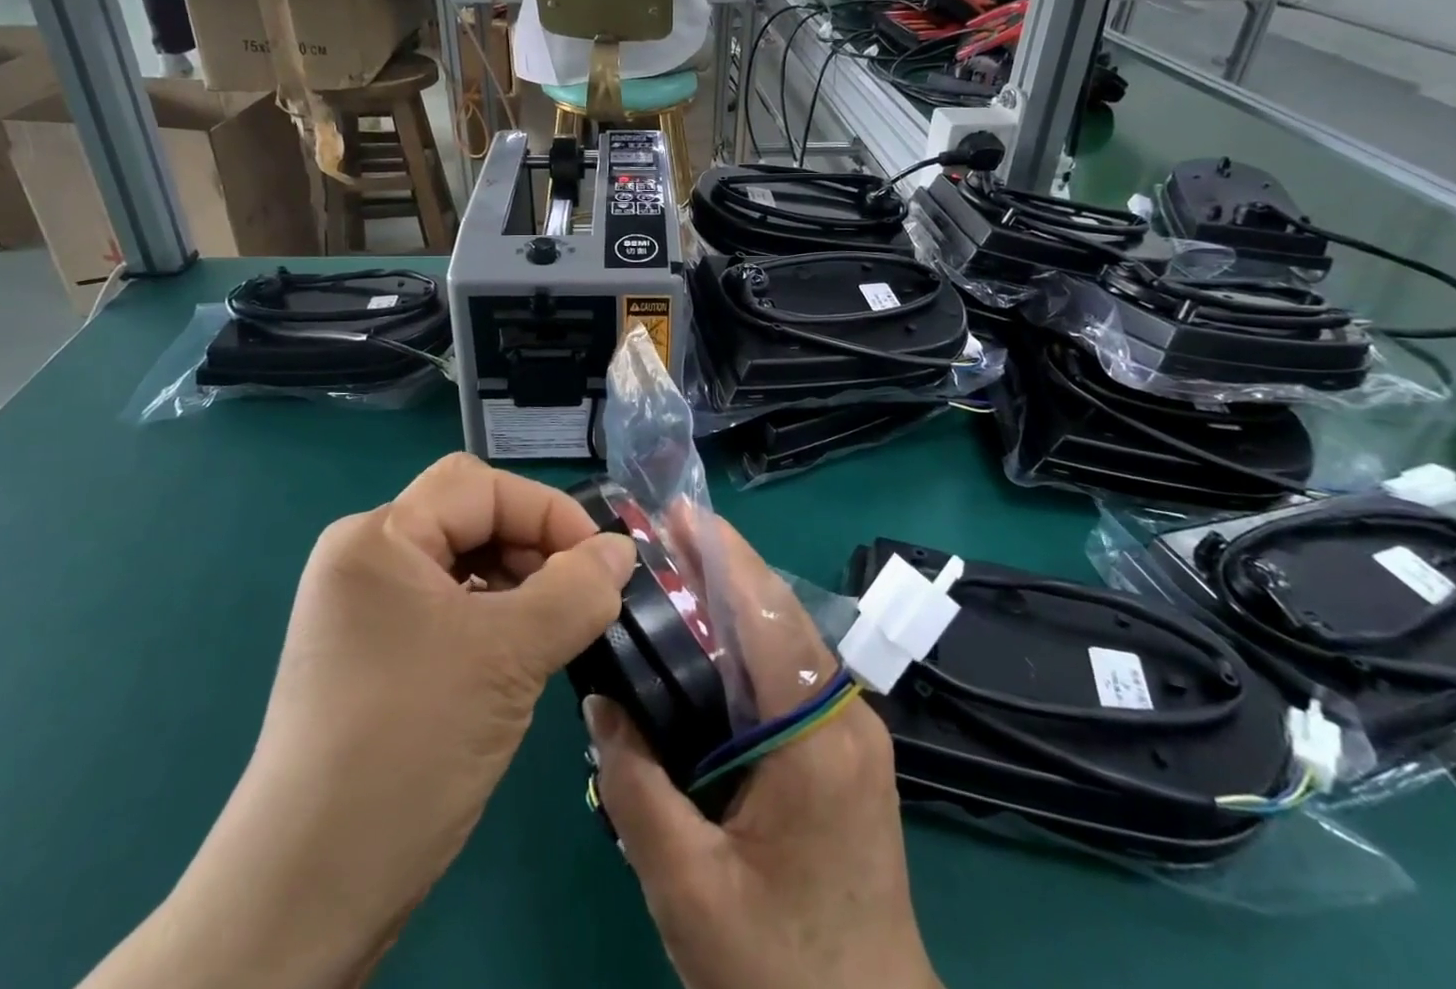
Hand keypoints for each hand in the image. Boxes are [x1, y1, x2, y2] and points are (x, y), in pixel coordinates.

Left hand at [80, 454, 635, 988]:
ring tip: (558, 630)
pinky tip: (521, 659)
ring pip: (464, 566)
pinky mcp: (375, 658)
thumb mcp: (508, 656)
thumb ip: (577, 590)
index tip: (601, 562)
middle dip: (534, 548)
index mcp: (379, 538)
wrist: (307, 896)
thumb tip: (622, 548)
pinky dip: (495, 620)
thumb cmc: (409, 744)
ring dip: (520, 586)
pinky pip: (449, 610)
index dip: (547, 512)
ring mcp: (365, 612)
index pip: (480, 486)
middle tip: (582, 598)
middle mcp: (364, 560)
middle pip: (470, 519)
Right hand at [585, 523, 940, 988]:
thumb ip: (638, 789)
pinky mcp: (848, 753)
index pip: (766, 615)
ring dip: (738, 598)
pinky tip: (711, 642)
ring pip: (790, 640)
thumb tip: (601, 703)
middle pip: (781, 615)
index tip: (680, 512)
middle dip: (726, 564)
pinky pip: (794, 675)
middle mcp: (845, 716)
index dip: (722, 556)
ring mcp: (854, 734)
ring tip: (680, 570)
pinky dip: (751, 641)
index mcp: (816, 736)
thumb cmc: (780, 972)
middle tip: (667, 531)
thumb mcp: (689, 889)